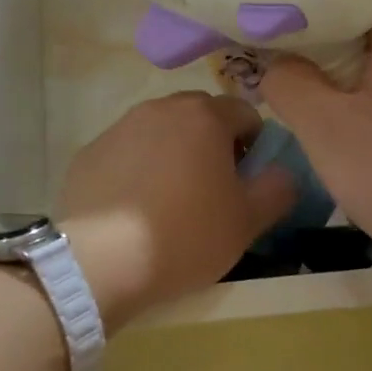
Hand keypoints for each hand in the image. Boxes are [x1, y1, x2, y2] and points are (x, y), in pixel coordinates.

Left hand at [59, 92, 295, 328]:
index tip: (246, 181)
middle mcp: (161, 109)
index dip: (255, 146)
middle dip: (213, 144)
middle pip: (201, 117)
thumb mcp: (249, 221)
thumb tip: (283, 173)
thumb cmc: (186, 236)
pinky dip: (137, 170)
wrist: (100, 262)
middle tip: (212, 190)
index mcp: (205, 116)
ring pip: (161, 132)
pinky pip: (127, 153)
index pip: (246, 114)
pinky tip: (134, 209)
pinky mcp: (89, 153)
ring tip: (170, 201)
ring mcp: (120, 128)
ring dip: (174, 154)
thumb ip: (278, 189)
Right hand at [261, 0, 371, 267]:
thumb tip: (275, 65)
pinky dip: (360, 92)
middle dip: (317, 31)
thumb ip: (288, 84)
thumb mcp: (325, 129)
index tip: (272, 3)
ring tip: (292, 78)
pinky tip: (334, 116)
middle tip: (270, 44)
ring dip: (337, 66)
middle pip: (366, 20)